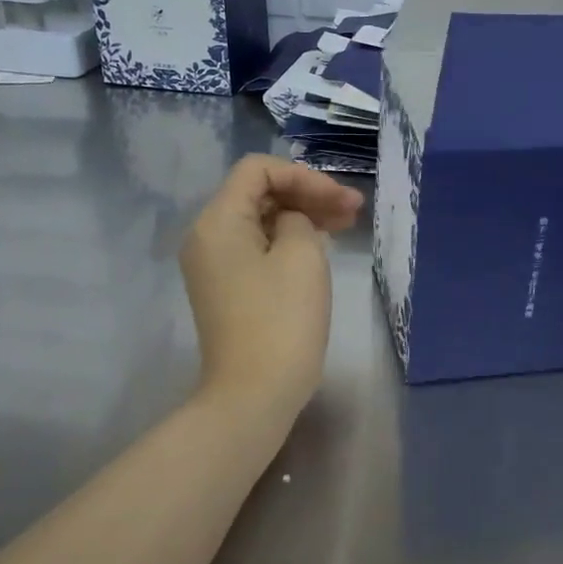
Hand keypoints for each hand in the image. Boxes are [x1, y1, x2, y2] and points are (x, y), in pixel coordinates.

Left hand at [180, 155, 363, 421]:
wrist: (255, 393)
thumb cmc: (281, 320)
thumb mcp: (302, 255)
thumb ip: (300, 219)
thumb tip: (292, 223)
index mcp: (218, 221)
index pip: (258, 170)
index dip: (304, 176)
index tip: (340, 200)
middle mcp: (208, 237)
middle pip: (259, 194)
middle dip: (308, 195)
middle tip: (355, 209)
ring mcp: (215, 266)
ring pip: (262, 223)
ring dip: (303, 217)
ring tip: (347, 224)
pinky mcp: (228, 290)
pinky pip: (259, 249)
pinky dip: (289, 242)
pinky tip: (322, 247)